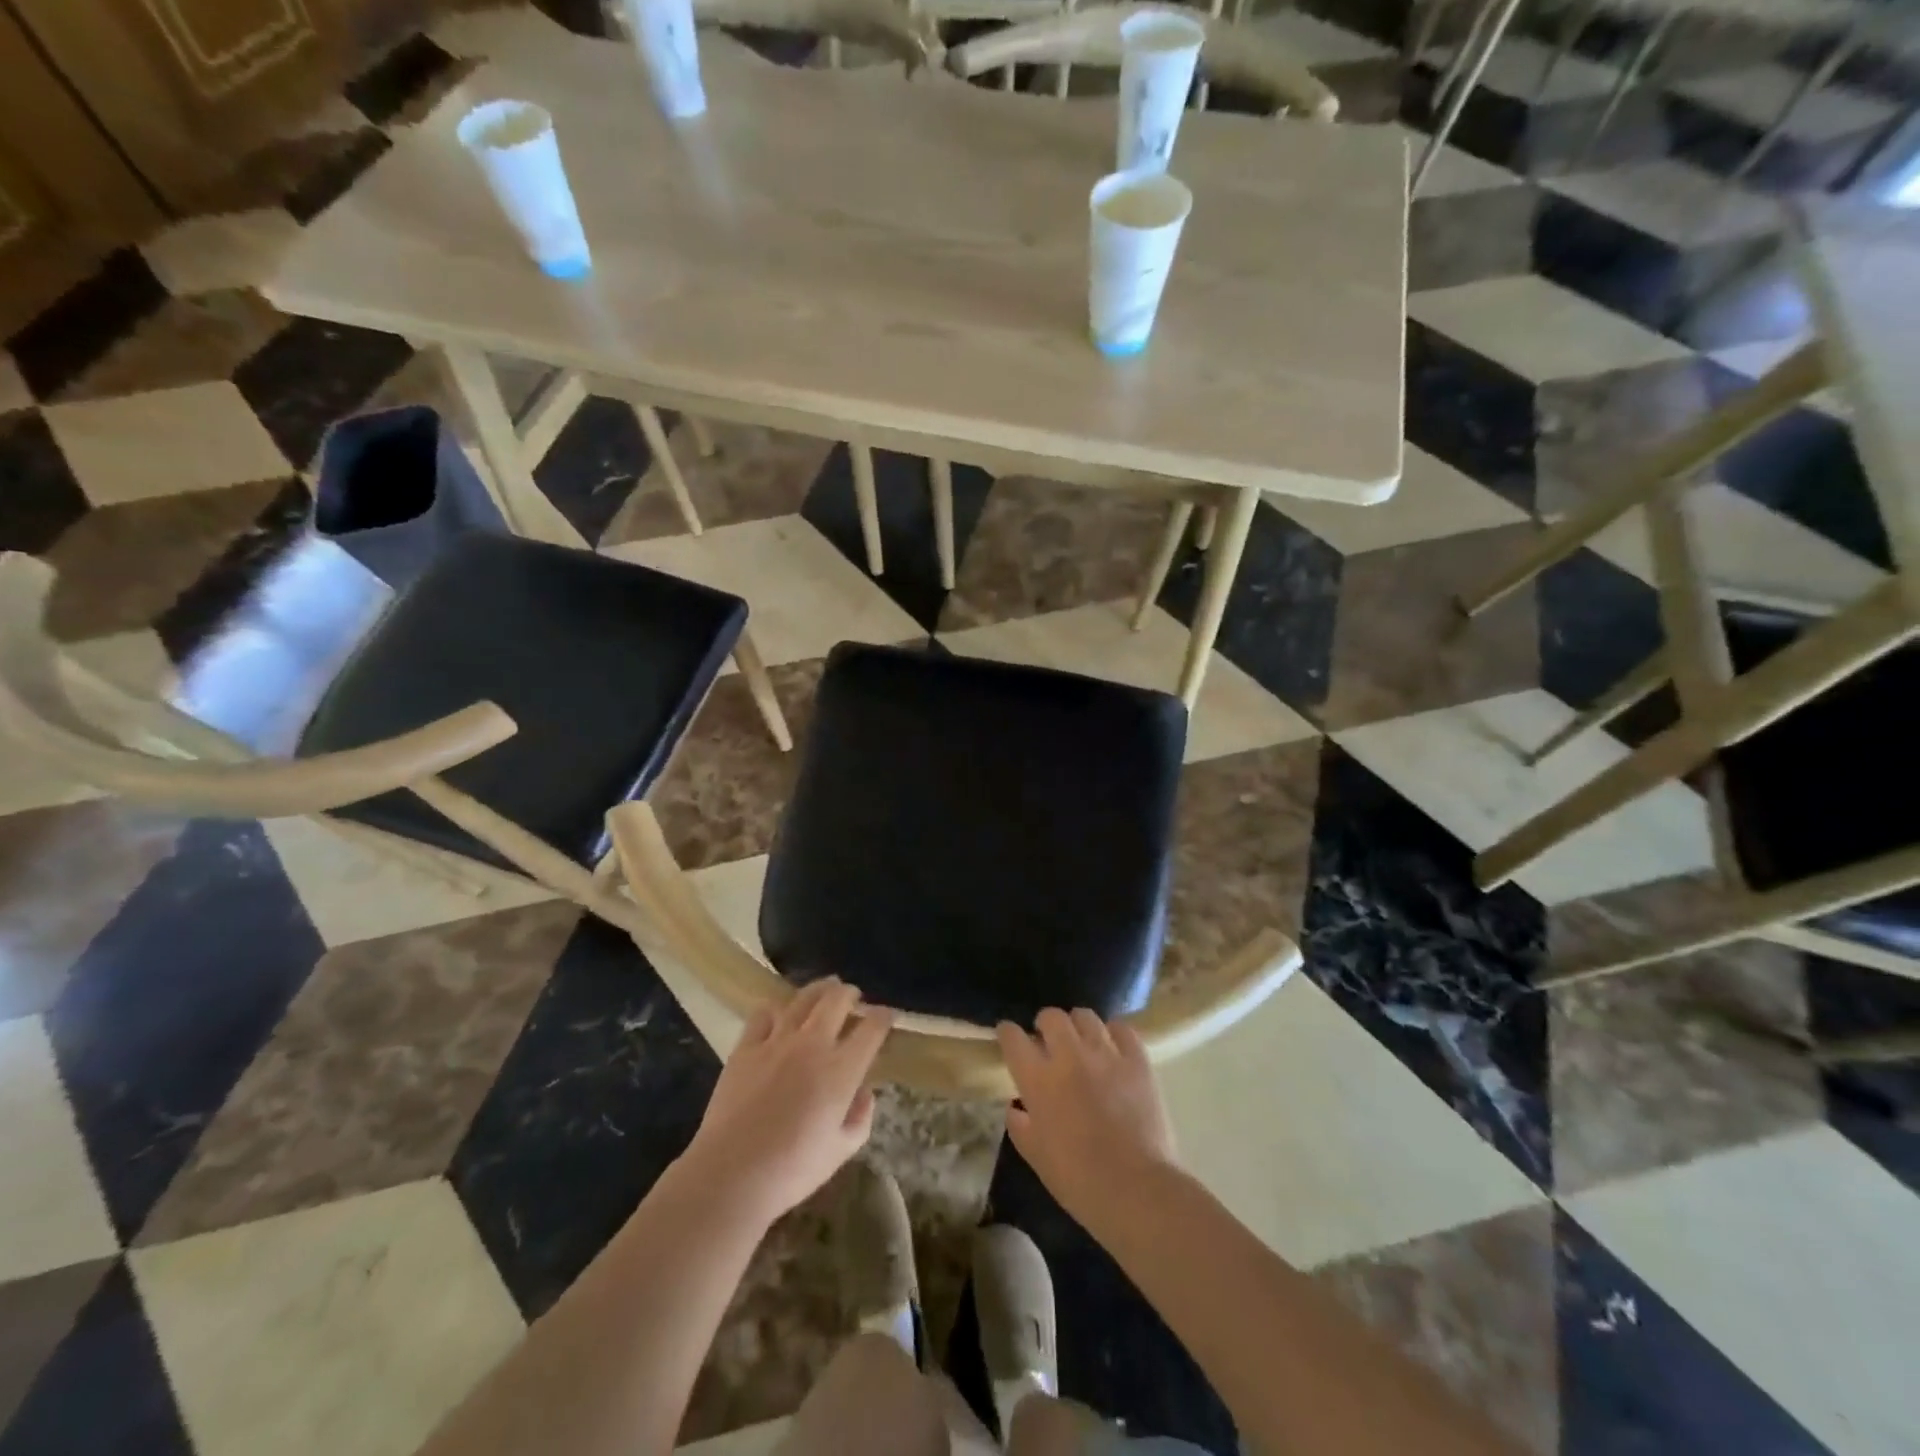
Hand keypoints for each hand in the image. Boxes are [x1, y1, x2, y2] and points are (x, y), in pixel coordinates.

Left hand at [681, 979, 891, 1227]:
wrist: (731, 1174)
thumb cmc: (792, 1170)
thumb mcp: (841, 1151)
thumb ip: (861, 1118)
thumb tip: (864, 1092)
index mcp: (842, 1069)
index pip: (872, 1029)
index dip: (883, 1017)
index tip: (886, 1016)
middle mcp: (813, 1044)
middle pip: (837, 1000)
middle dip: (851, 994)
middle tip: (854, 997)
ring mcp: (777, 1041)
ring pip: (803, 998)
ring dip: (819, 990)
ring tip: (825, 989)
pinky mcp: (746, 1046)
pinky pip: (764, 1013)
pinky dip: (777, 1008)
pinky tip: (780, 1014)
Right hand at [996, 1009, 1178, 1228]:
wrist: (1135, 1189)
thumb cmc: (1078, 1180)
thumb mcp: (1035, 1157)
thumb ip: (1020, 1125)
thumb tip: (1016, 1106)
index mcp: (1038, 1080)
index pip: (1013, 1037)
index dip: (1008, 1033)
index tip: (1009, 1037)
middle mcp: (1069, 1056)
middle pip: (1051, 1017)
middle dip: (1045, 1025)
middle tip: (1048, 1042)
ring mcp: (1106, 1054)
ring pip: (1085, 1016)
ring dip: (1077, 1026)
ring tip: (1081, 1041)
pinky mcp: (1137, 1060)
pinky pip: (1122, 1029)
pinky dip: (1113, 1034)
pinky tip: (1112, 1048)